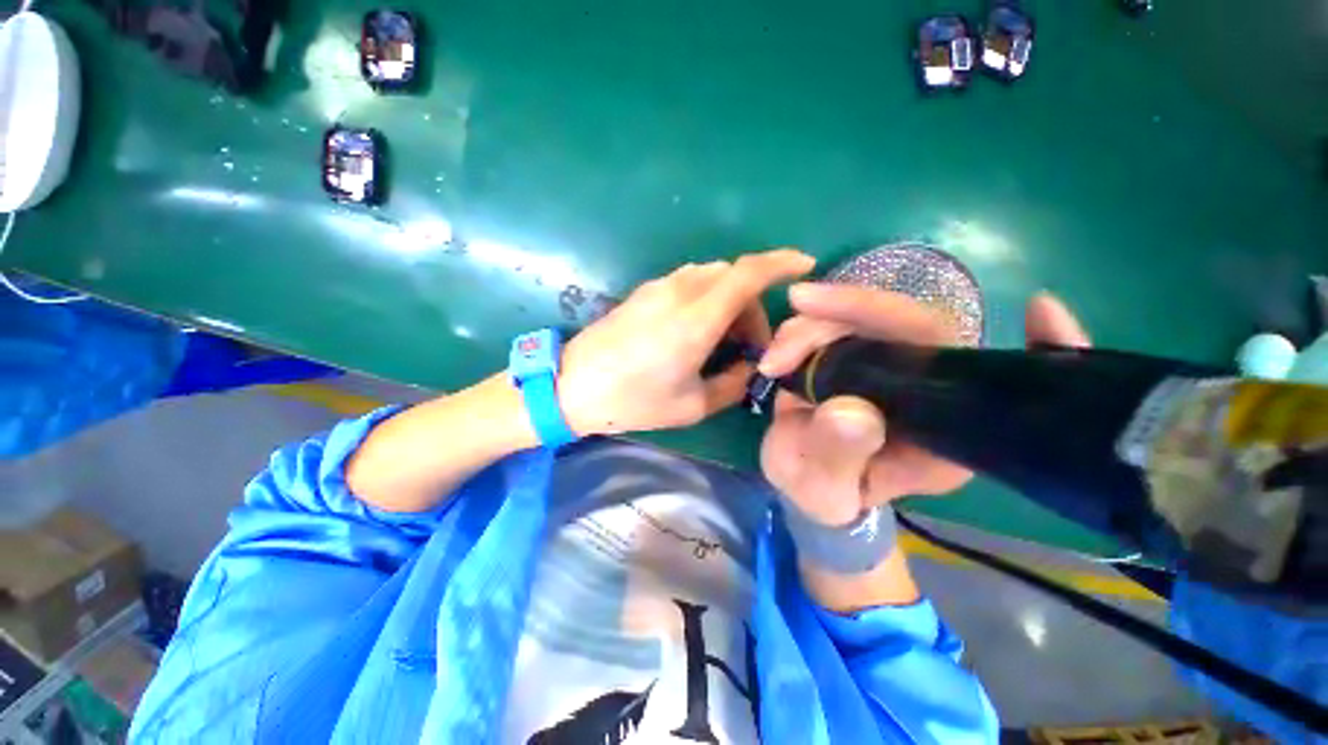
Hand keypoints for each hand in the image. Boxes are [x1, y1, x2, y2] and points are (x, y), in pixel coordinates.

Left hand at [559, 249, 815, 436]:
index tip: (805, 265)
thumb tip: (746, 365)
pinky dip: (707, 298)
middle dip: (753, 304)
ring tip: (723, 339)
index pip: (748, 273)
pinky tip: (698, 330)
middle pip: (734, 276)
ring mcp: (659, 287)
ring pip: (712, 277)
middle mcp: (680, 292)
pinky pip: (689, 283)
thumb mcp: (693, 405)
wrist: (573, 386)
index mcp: (697, 319)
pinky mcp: (645, 291)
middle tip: (750, 343)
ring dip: (729, 300)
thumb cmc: (634, 401)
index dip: (782, 263)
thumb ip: (732, 383)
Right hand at [758, 284, 1090, 526]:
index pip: (979, 375)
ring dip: (814, 325)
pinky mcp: (854, 358)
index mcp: (944, 433)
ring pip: (865, 319)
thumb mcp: (825, 489)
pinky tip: (780, 348)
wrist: (804, 482)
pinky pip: (837, 326)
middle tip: (798, 307)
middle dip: (851, 309)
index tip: (1044, 310)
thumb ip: (839, 456)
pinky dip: (805, 328)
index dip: (1028, 348)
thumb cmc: (824, 495)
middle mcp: (926, 391)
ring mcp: (888, 368)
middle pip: (913, 326)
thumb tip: (850, 410)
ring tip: (775, 358)